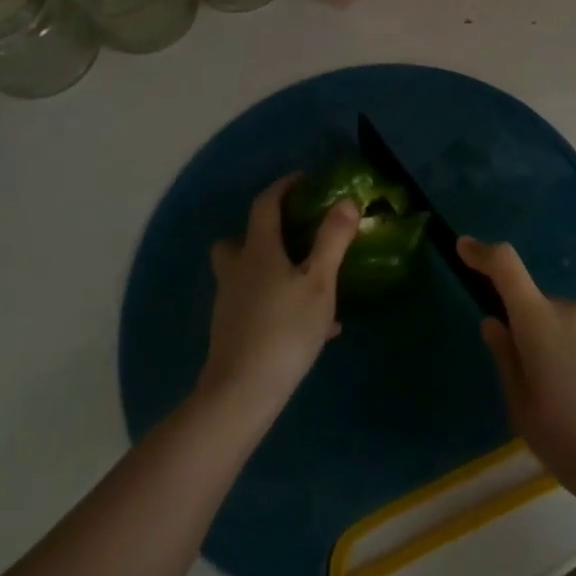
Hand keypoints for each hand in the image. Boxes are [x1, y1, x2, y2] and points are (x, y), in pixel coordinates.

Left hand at [197, 175, 356, 423]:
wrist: (240, 395)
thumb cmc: (284, 330)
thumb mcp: (319, 282)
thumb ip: (332, 240)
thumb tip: (345, 201)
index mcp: (258, 251)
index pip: (265, 205)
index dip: (283, 187)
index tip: (304, 180)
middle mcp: (238, 271)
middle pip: (238, 240)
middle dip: (262, 231)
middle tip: (293, 234)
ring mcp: (230, 303)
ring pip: (247, 274)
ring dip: (272, 269)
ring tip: (310, 281)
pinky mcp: (232, 332)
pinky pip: (256, 304)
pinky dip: (278, 303)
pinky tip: (312, 326)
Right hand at [461, 237, 575, 524]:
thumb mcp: (528, 415)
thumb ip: (507, 362)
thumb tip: (495, 324)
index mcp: (540, 322)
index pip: (506, 266)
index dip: (482, 253)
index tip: (463, 248)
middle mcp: (572, 310)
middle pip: (534, 306)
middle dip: (525, 336)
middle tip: (531, 394)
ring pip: (561, 326)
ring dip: (554, 352)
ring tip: (567, 413)